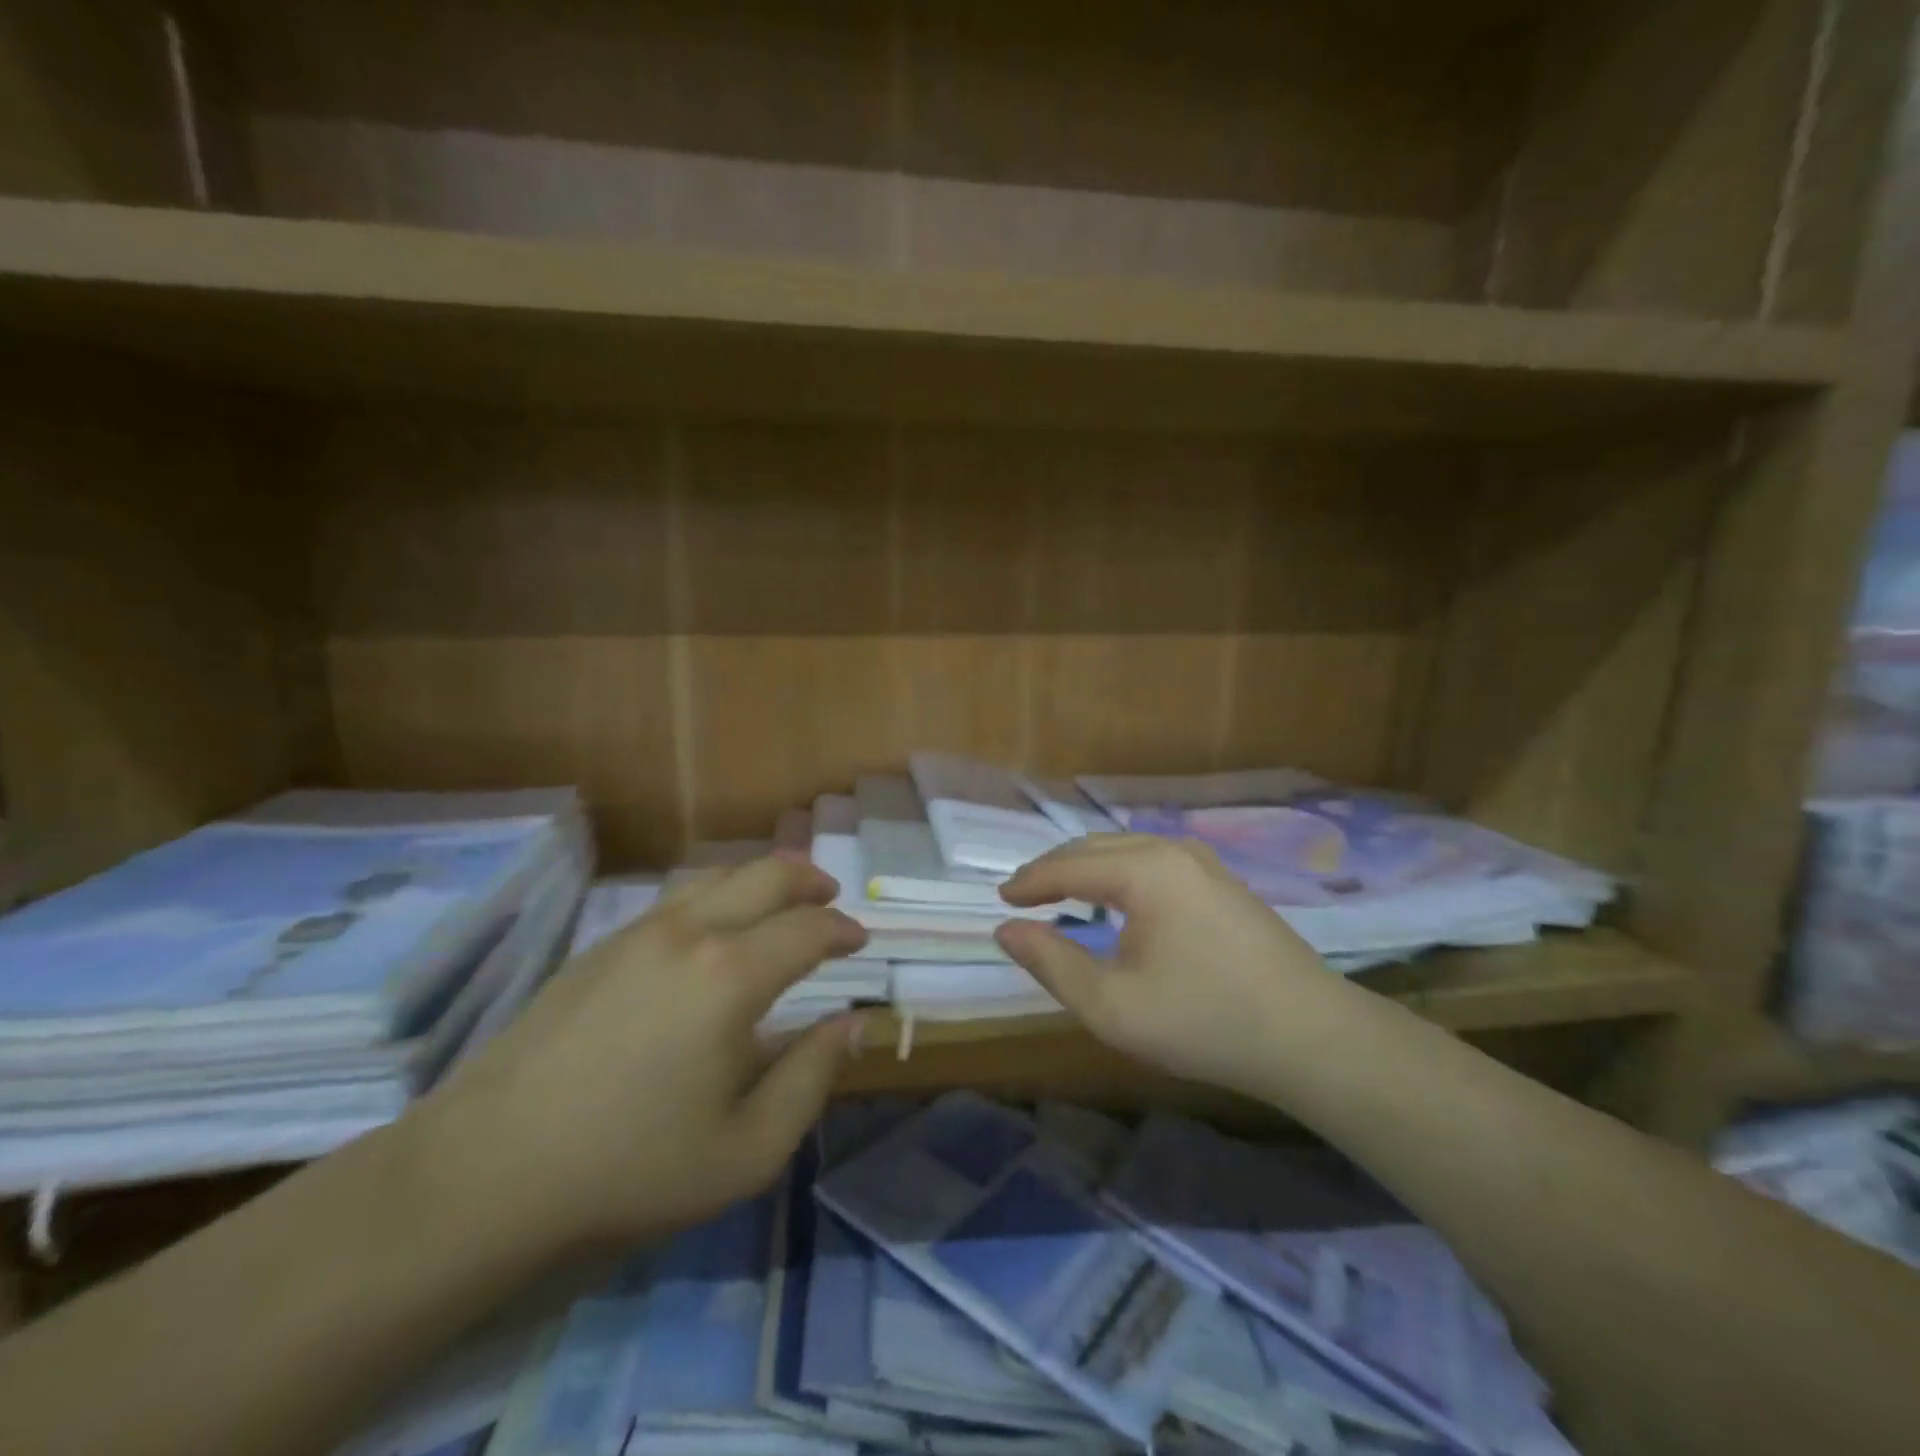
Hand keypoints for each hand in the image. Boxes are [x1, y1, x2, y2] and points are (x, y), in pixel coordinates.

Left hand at [416, 857, 868, 1257]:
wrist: (487, 1170)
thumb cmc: (630, 1166)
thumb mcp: (747, 1150)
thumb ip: (811, 1078)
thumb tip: (851, 1023)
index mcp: (731, 975)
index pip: (808, 927)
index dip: (842, 929)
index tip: (859, 942)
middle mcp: (690, 932)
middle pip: (766, 874)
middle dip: (809, 880)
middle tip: (830, 899)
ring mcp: (638, 931)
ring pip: (717, 874)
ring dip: (761, 879)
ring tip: (779, 903)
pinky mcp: (600, 946)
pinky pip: (677, 896)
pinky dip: (716, 893)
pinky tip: (712, 929)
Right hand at [995, 835, 1349, 1097]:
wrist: (1313, 1036)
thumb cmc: (1205, 1021)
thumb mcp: (1113, 1006)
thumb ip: (1051, 963)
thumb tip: (1006, 930)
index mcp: (1144, 870)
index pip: (1068, 865)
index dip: (1029, 881)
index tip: (1000, 899)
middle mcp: (1172, 850)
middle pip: (1095, 847)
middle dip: (1054, 868)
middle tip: (1022, 896)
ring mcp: (1204, 862)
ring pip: (1126, 850)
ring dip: (1086, 868)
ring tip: (1060, 895)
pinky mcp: (1223, 881)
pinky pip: (1153, 861)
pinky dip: (1119, 874)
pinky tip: (1115, 901)